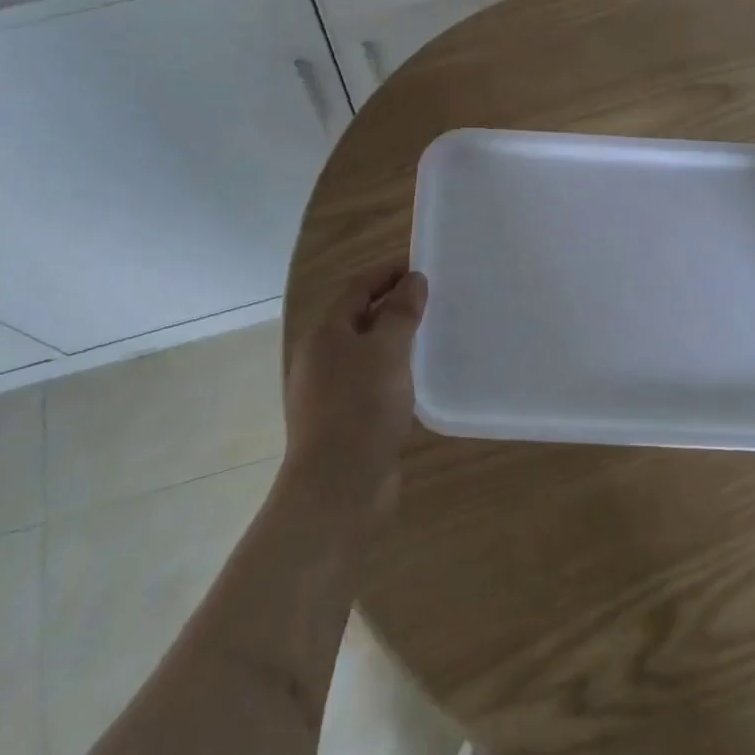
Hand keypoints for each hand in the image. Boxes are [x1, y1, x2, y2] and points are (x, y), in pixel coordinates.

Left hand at [282, 265, 427, 510]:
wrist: (337, 487)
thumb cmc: (361, 407)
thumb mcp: (387, 351)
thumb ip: (401, 313)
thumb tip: (413, 279)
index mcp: (326, 334)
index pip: (358, 288)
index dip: (387, 273)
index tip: (421, 267)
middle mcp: (322, 358)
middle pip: (359, 319)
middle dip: (393, 306)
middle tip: (432, 300)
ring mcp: (329, 392)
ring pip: (366, 353)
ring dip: (394, 341)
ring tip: (431, 336)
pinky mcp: (343, 420)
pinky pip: (370, 383)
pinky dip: (392, 372)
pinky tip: (417, 381)